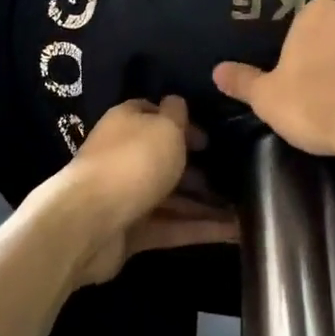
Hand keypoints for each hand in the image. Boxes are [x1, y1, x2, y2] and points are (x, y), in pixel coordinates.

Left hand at [56, 97, 237, 286]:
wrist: (89, 223)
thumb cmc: (132, 162)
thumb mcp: (164, 127)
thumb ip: (176, 114)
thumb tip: (177, 103)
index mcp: (126, 124)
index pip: (155, 115)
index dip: (183, 124)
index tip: (211, 138)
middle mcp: (124, 157)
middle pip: (165, 159)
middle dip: (200, 168)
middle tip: (236, 175)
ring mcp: (127, 197)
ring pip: (173, 197)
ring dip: (206, 203)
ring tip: (245, 208)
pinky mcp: (132, 232)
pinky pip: (173, 227)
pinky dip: (201, 229)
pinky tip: (235, 232)